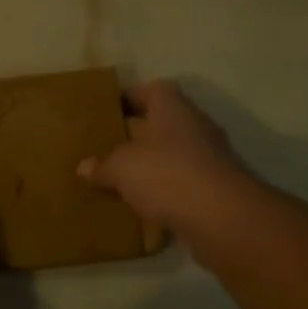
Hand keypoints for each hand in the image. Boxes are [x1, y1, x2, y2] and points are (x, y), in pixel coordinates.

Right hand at [78, 80, 244, 232]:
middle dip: (136, 134)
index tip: (106, 112)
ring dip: (152, 165)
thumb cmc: (167, 174)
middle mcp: (194, 125)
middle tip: (106, 146)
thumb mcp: (122, 167)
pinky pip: (183, 183)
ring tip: (121, 179)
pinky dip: (166, 192)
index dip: (128, 98)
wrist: (223, 219)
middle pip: (161, 122)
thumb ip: (103, 165)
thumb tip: (84, 167)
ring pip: (173, 154)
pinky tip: (144, 207)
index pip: (150, 90)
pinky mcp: (216, 189)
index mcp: (172, 107)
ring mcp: (210, 157)